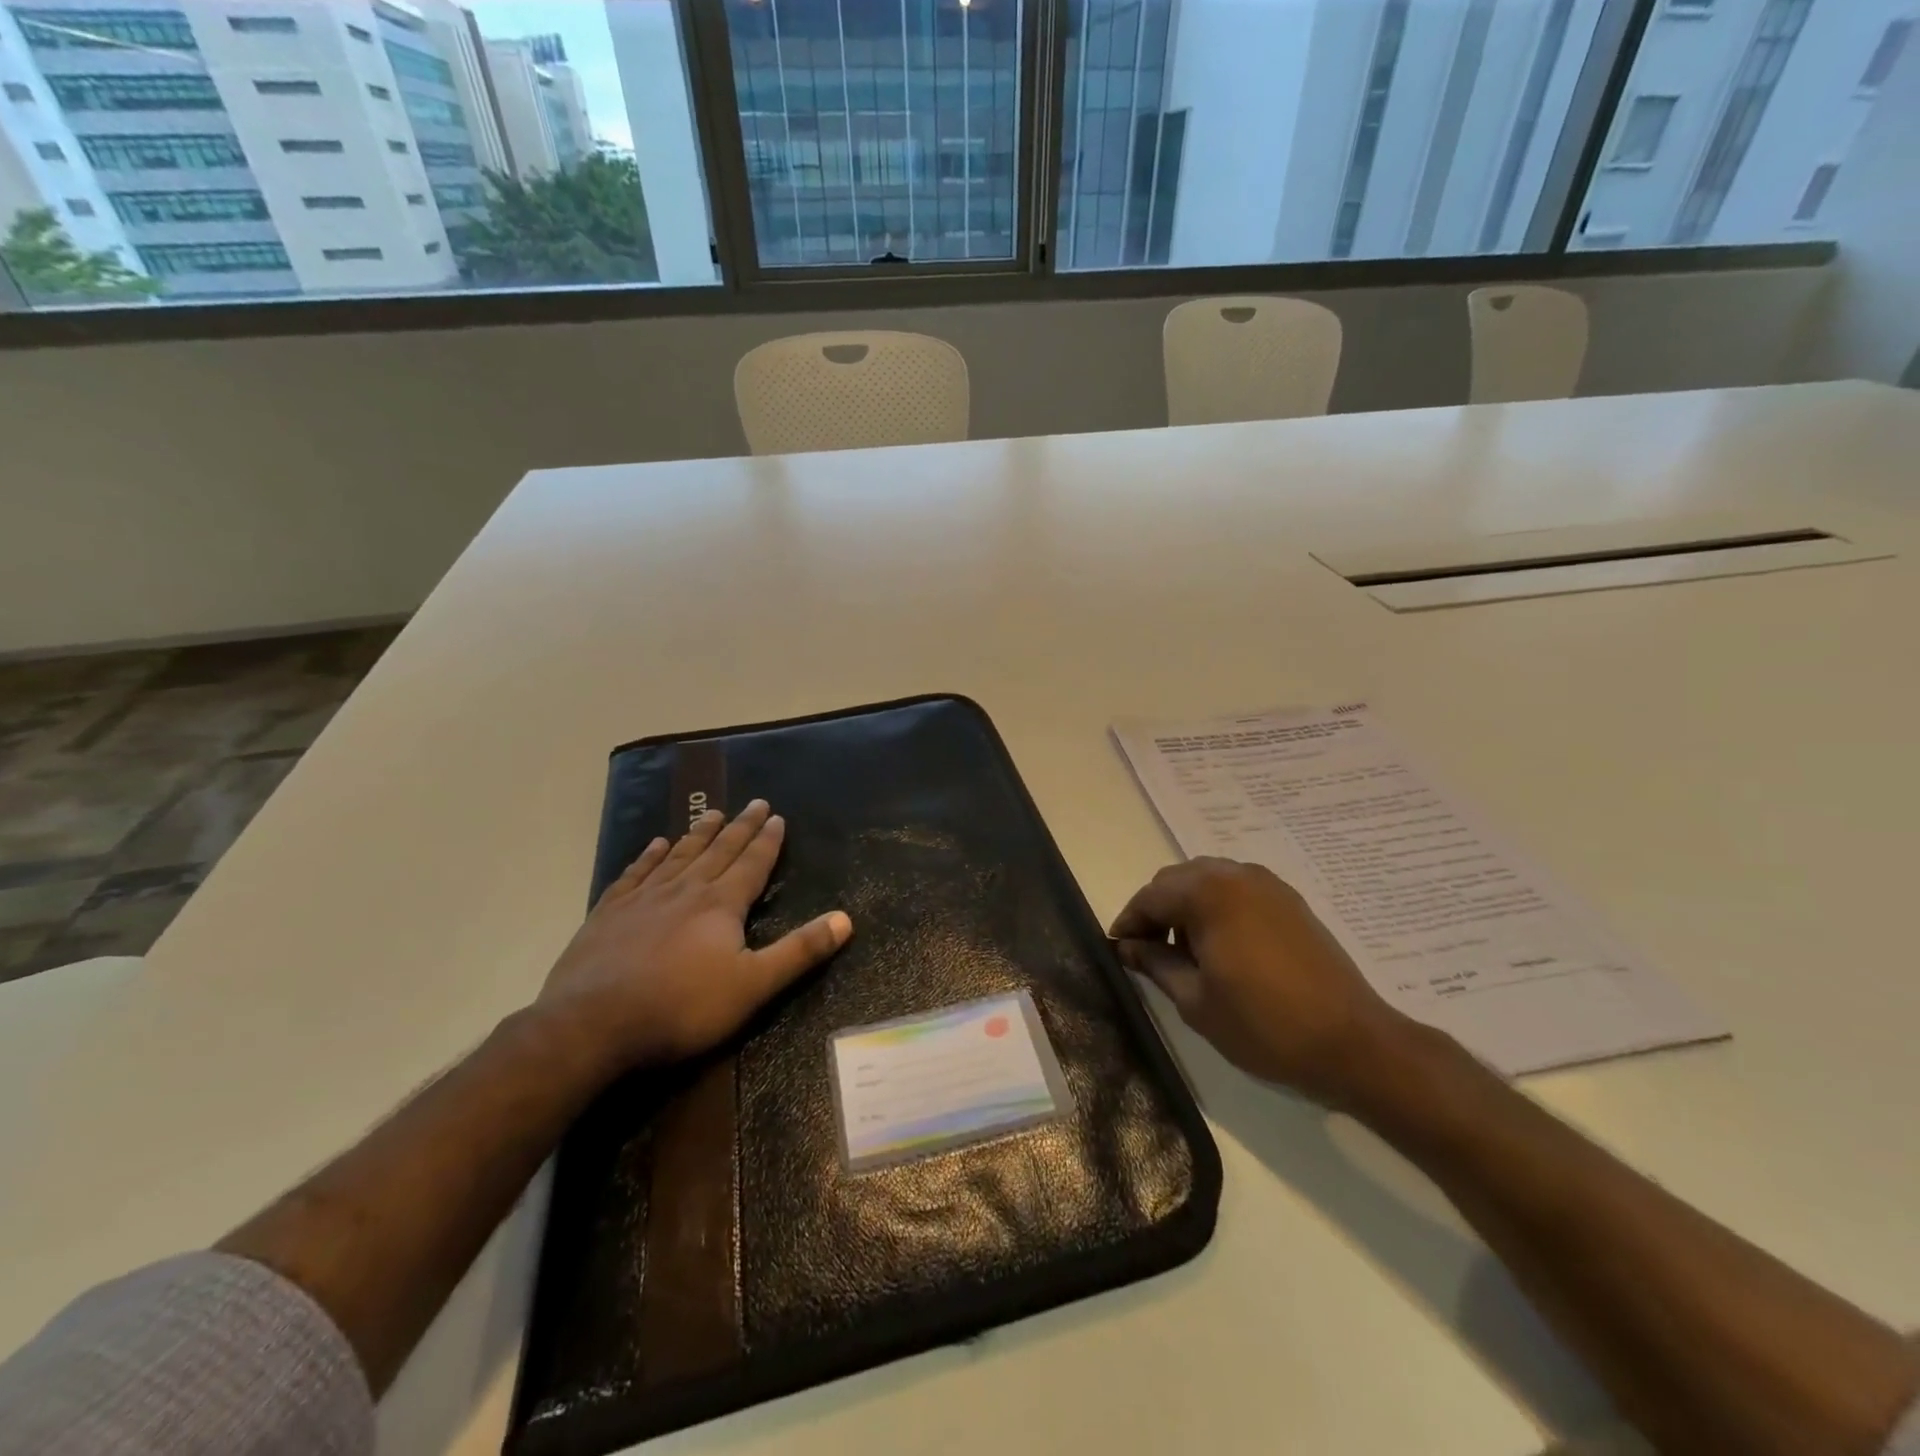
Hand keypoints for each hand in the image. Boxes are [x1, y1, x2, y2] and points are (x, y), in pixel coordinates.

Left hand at [538, 800, 851, 1072]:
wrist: (591, 1025)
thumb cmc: (681, 1008)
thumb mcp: (753, 986)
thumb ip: (800, 951)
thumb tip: (846, 919)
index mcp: (721, 904)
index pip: (752, 863)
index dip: (767, 841)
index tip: (777, 816)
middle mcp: (685, 890)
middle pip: (719, 850)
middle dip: (740, 826)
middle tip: (755, 802)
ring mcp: (643, 898)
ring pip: (679, 855)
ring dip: (699, 833)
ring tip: (712, 813)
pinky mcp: (609, 913)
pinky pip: (635, 873)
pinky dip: (649, 856)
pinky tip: (655, 844)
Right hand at [1110, 857, 1412, 1106]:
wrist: (1353, 1044)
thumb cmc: (1264, 1025)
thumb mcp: (1196, 1001)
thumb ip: (1155, 964)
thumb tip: (1128, 947)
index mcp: (1208, 894)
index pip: (1151, 896)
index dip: (1129, 922)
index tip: (1119, 950)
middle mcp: (1236, 875)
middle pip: (1177, 879)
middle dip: (1156, 909)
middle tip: (1147, 951)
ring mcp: (1268, 885)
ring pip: (1208, 880)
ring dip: (1186, 906)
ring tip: (1185, 951)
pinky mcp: (1290, 901)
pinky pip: (1238, 889)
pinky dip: (1217, 907)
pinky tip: (1221, 946)